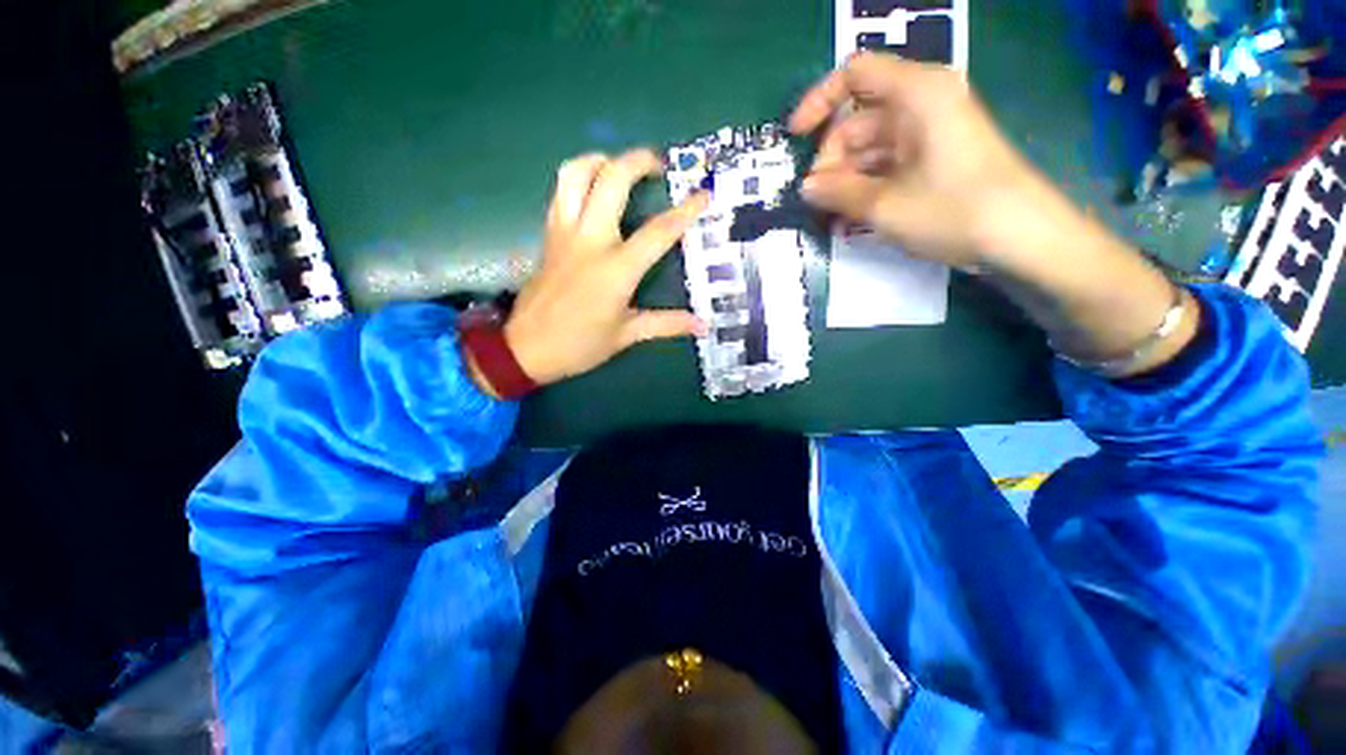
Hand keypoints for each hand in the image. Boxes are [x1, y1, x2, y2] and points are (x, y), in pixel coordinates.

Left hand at [499, 149, 710, 387]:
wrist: (526, 348)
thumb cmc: (580, 344)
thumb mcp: (627, 335)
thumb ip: (666, 324)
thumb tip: (702, 325)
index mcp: (616, 270)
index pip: (658, 232)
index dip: (685, 211)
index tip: (704, 194)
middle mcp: (590, 241)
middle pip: (612, 179)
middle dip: (639, 161)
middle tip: (659, 166)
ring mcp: (565, 232)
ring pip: (576, 172)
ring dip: (602, 160)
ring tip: (621, 168)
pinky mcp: (548, 233)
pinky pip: (561, 190)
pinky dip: (579, 177)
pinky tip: (594, 190)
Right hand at [788, 52, 1053, 268]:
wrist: (1021, 237)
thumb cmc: (954, 210)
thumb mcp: (885, 205)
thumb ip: (838, 193)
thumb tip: (806, 187)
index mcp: (916, 94)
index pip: (855, 74)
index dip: (819, 102)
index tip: (796, 139)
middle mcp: (922, 104)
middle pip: (859, 119)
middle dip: (832, 159)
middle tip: (818, 200)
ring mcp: (930, 132)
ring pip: (871, 147)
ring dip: (846, 180)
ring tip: (831, 217)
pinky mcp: (935, 158)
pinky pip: (889, 164)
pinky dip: (867, 187)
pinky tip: (851, 217)